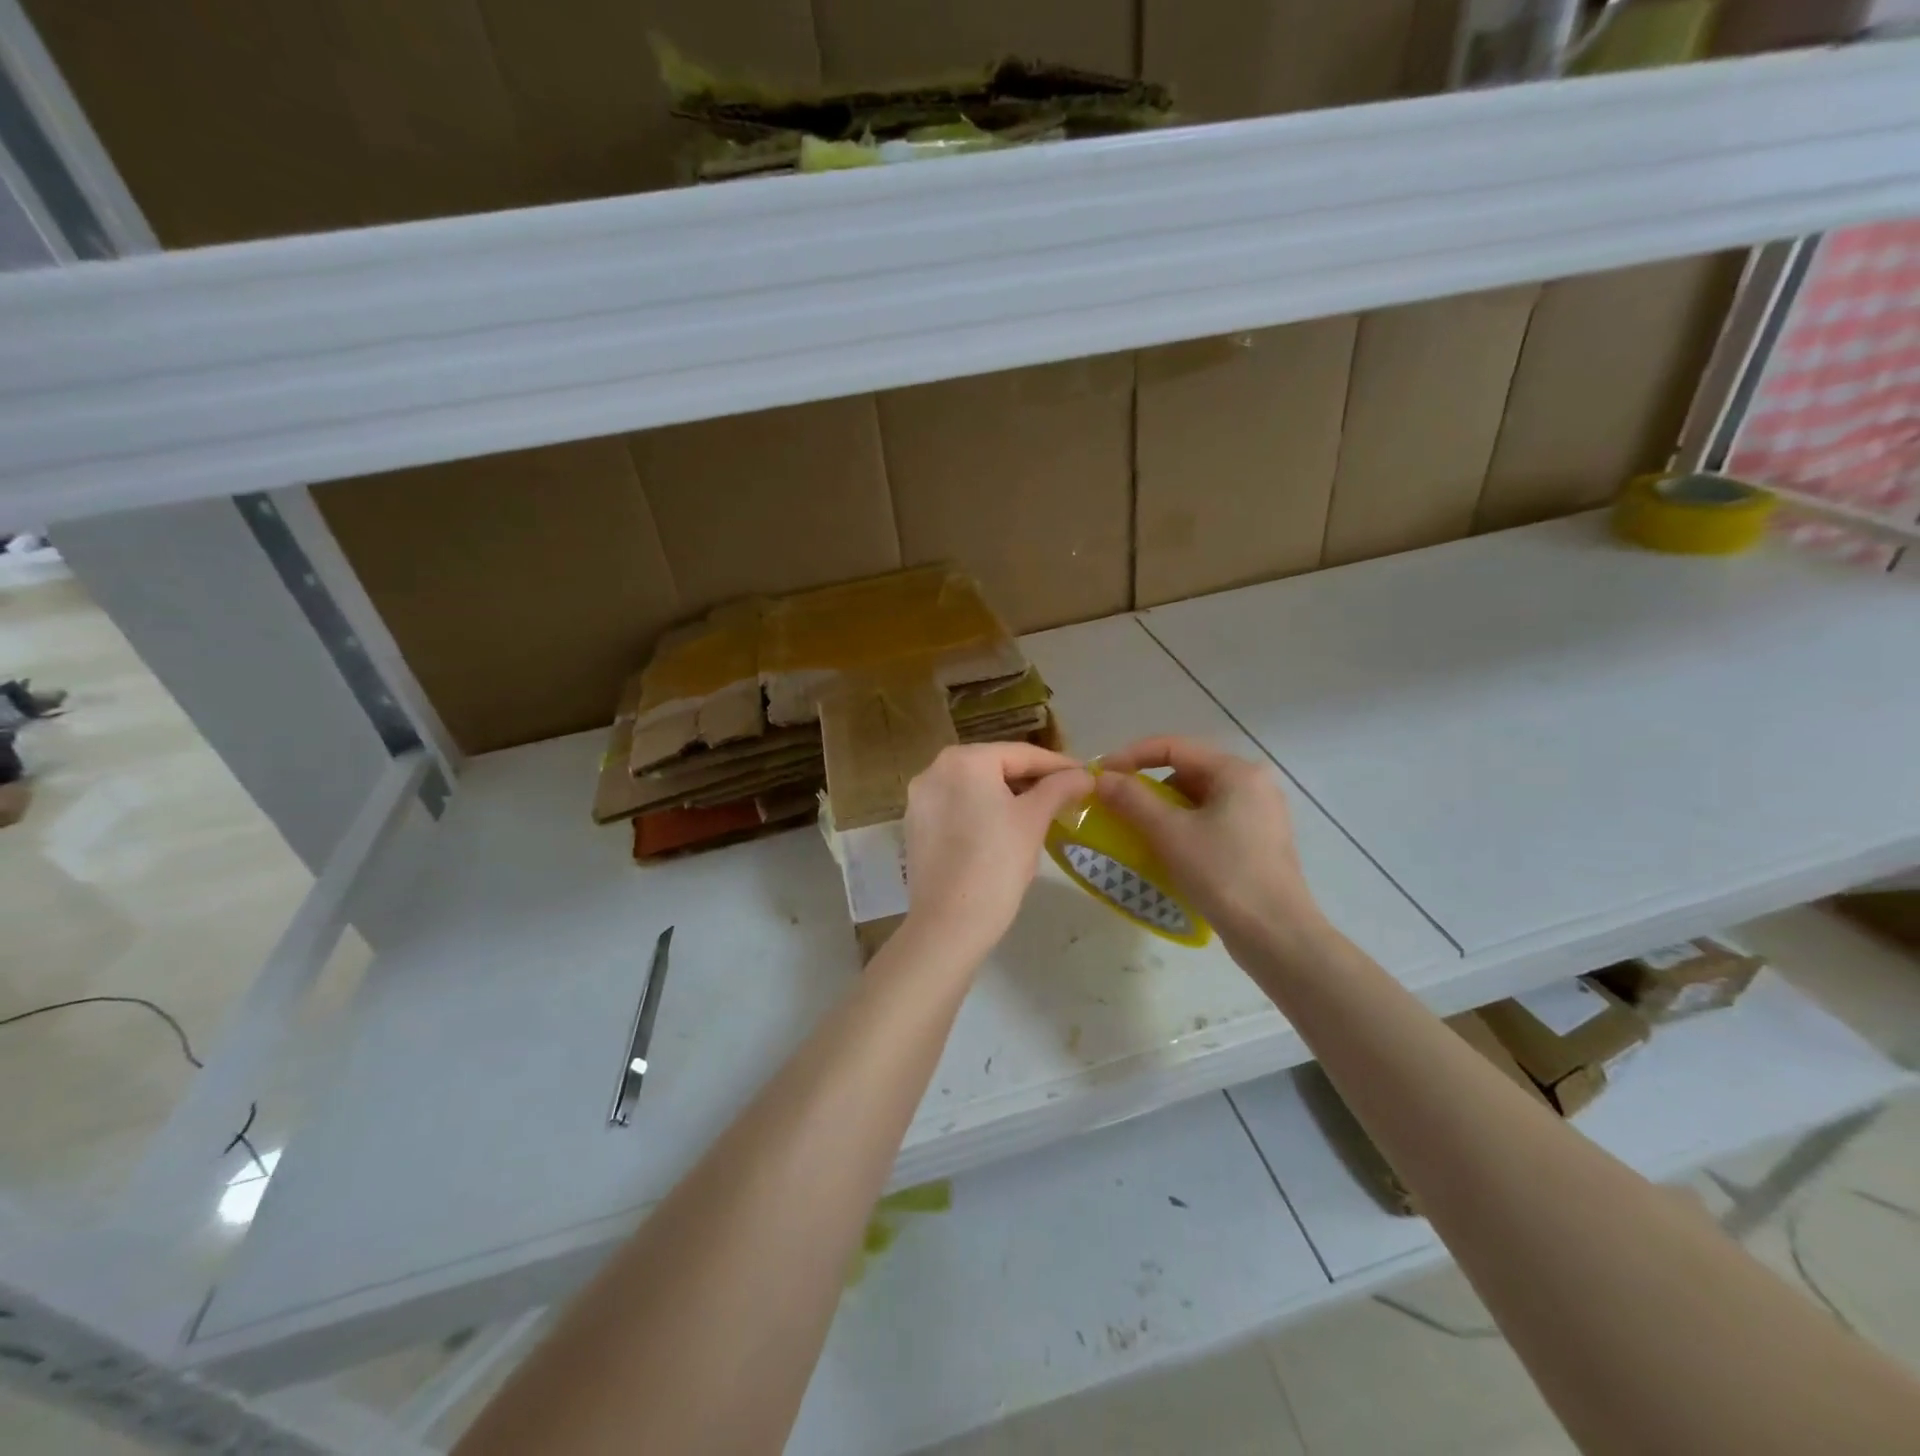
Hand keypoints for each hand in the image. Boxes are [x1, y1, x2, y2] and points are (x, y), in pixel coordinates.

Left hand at [902, 743, 1093, 965]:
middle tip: (1066, 794)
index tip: (1085, 775)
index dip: (1058, 765)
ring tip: (1041, 812)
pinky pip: (957, 808)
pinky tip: (1004, 831)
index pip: (1021, 754)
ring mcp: (920, 800)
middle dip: (1031, 780)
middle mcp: (934, 770)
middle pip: (994, 767)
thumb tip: (1085, 775)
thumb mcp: (1034, 821)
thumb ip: (1059, 788)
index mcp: (963, 760)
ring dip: (1007, 796)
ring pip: (974, 788)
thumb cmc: (997, 864)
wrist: (949, 924)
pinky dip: (982, 812)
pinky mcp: (915, 827)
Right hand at [1095, 736, 1326, 956]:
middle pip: (1186, 771)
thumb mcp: (1169, 833)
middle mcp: (1253, 784)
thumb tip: (1101, 778)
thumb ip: (1132, 799)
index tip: (1100, 776)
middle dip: (1148, 787)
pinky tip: (1168, 852)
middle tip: (1117, 807)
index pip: (1173, 747)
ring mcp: (1260, 814)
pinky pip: (1211, 821)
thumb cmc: (1223, 874)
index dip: (1131, 756)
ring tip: (1139, 833)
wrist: (1276, 935)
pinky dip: (1184, 829)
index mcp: (1236, 771)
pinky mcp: (1259, 842)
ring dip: (1164, 811)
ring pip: (1198, 799)